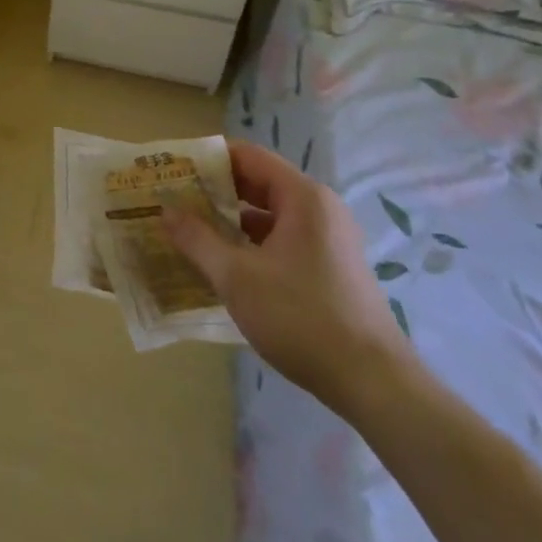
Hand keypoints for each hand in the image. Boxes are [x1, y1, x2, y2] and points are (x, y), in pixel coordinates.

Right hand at [166, 140, 411, 418]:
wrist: (376, 386)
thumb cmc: (302, 318)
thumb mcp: (237, 278)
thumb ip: (197, 240)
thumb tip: (165, 211)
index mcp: (302, 196)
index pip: (247, 156)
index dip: (207, 159)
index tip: (174, 171)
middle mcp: (319, 208)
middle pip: (259, 182)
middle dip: (216, 190)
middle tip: (175, 200)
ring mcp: (329, 238)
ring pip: (270, 213)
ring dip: (232, 220)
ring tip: (192, 231)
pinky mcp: (332, 267)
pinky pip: (284, 238)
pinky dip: (253, 243)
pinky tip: (226, 263)